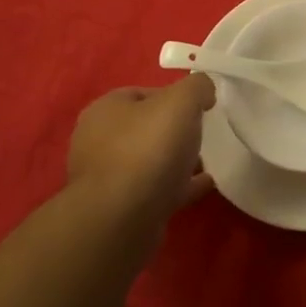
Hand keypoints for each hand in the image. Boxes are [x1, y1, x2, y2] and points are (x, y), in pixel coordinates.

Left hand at [67, 76, 215, 225]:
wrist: (122, 220)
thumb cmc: (148, 149)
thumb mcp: (181, 101)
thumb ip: (197, 87)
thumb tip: (204, 91)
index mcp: (105, 110)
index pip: (142, 92)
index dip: (173, 96)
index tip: (198, 107)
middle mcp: (98, 141)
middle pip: (145, 128)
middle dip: (174, 130)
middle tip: (203, 134)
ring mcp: (107, 178)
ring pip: (149, 161)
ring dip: (176, 160)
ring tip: (207, 161)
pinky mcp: (120, 209)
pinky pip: (156, 190)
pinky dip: (179, 185)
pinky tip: (204, 185)